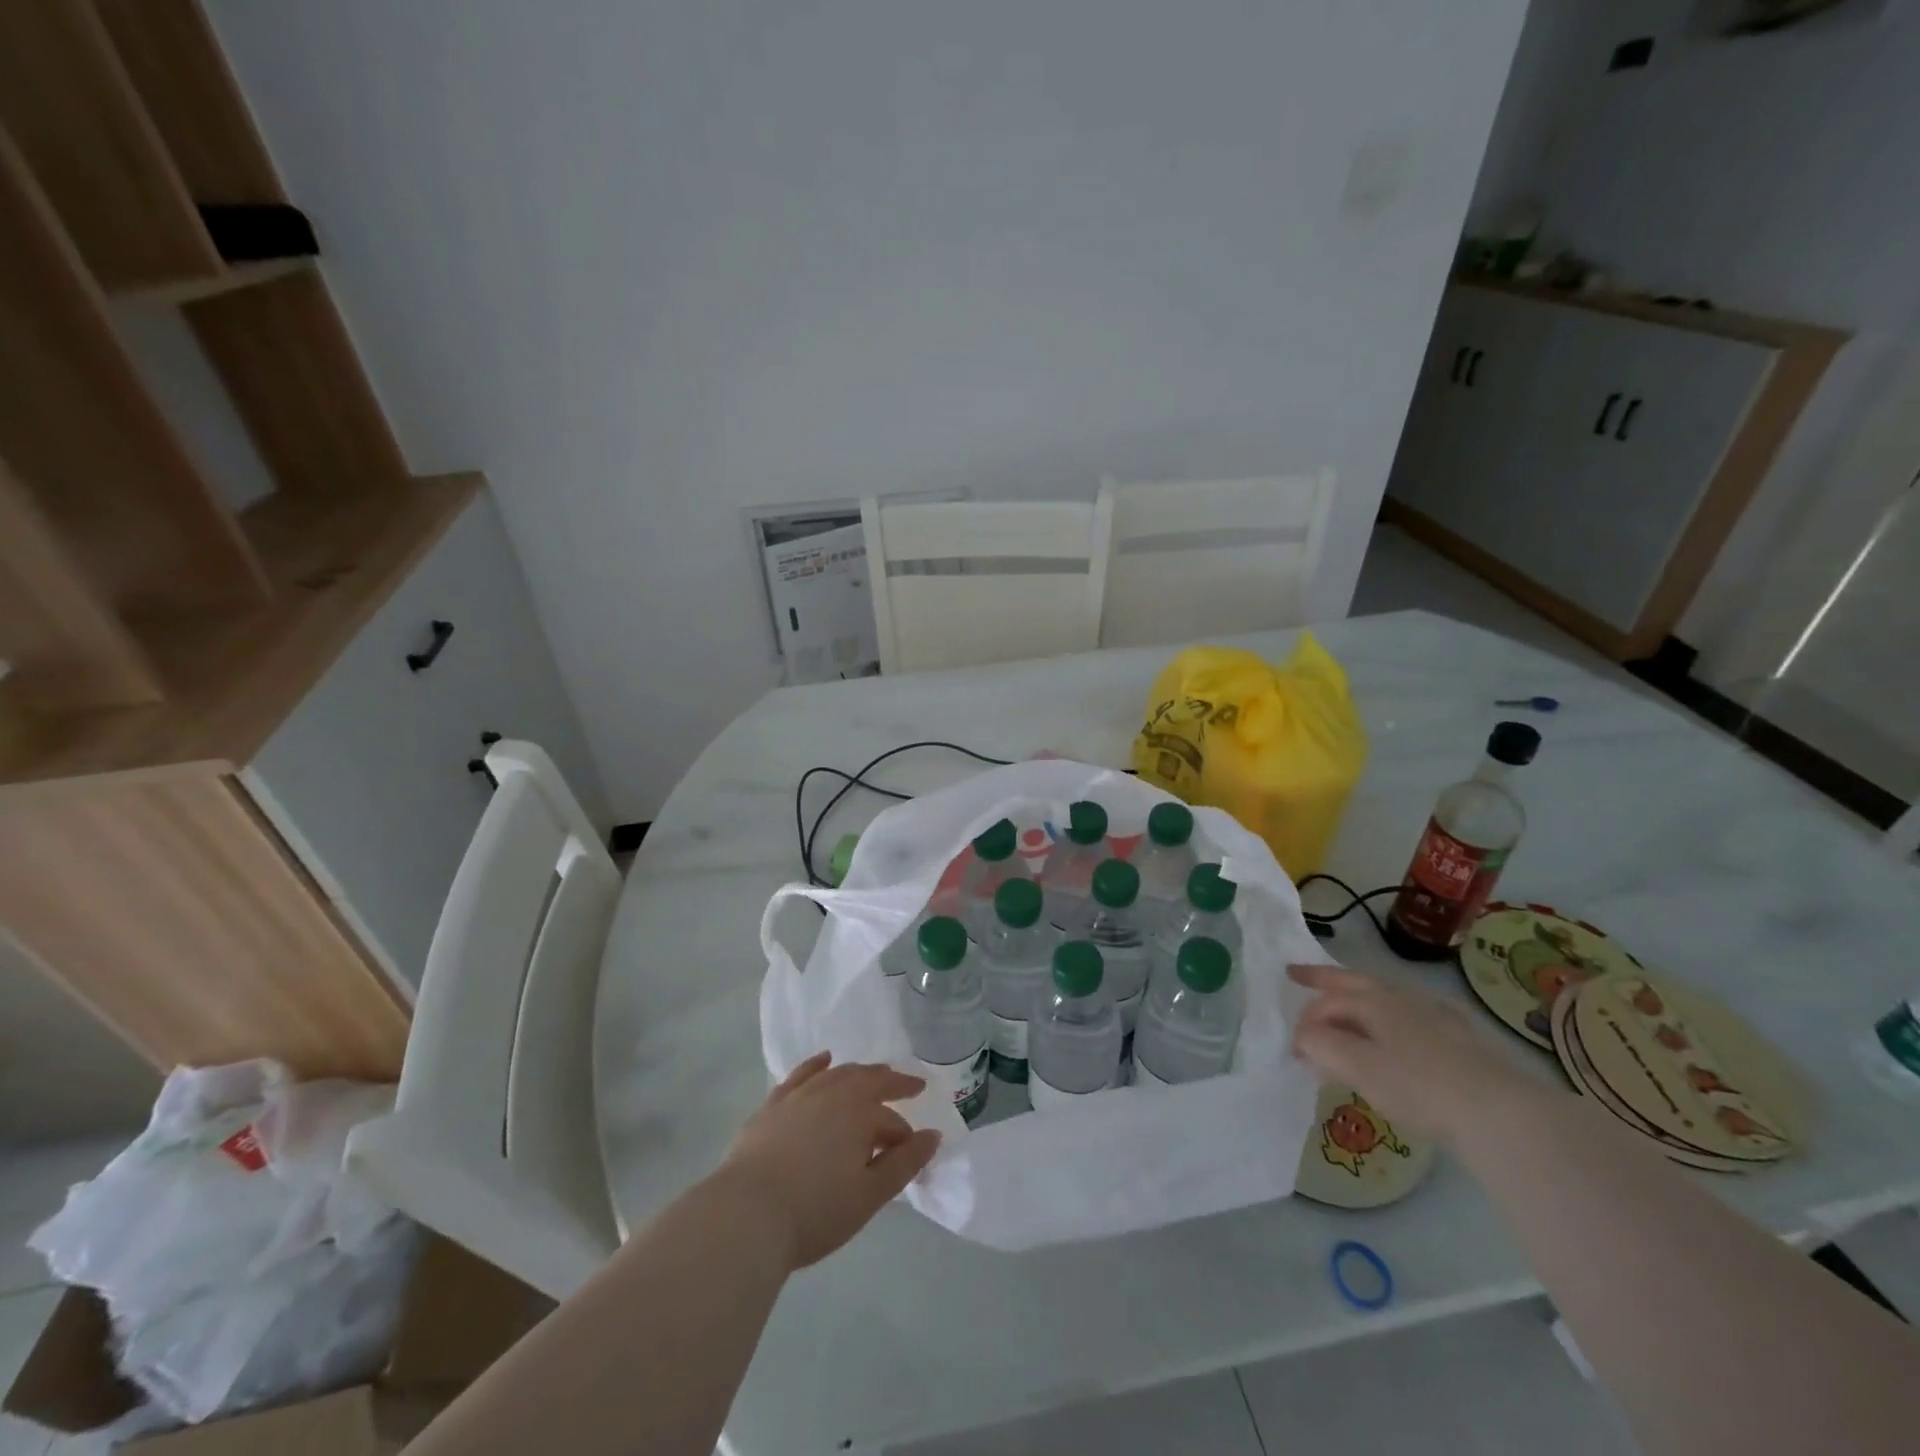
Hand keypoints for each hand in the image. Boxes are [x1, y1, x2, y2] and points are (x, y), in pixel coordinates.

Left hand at [710, 1053, 940, 1271]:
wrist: (746, 1215)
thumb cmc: (814, 1210)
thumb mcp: (869, 1196)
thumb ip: (905, 1164)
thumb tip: (934, 1136)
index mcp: (860, 1113)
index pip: (891, 1121)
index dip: (905, 1137)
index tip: (913, 1150)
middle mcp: (833, 1093)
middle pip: (869, 1081)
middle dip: (891, 1082)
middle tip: (909, 1083)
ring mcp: (800, 1095)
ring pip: (838, 1074)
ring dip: (859, 1073)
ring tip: (872, 1074)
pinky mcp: (773, 1105)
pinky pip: (801, 1075)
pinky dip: (816, 1065)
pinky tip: (824, 1060)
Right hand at [1288, 963, 1535, 1142]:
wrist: (1500, 1112)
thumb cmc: (1418, 1087)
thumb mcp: (1358, 1067)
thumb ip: (1321, 1045)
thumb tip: (1303, 1035)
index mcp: (1373, 1000)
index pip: (1327, 1002)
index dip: (1305, 1022)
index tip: (1295, 1051)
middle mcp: (1402, 997)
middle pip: (1354, 982)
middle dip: (1322, 978)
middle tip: (1296, 974)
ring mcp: (1436, 1015)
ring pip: (1385, 996)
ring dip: (1357, 999)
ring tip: (1345, 1010)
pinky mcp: (1462, 1038)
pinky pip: (1410, 1015)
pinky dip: (1390, 1018)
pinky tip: (1398, 1033)